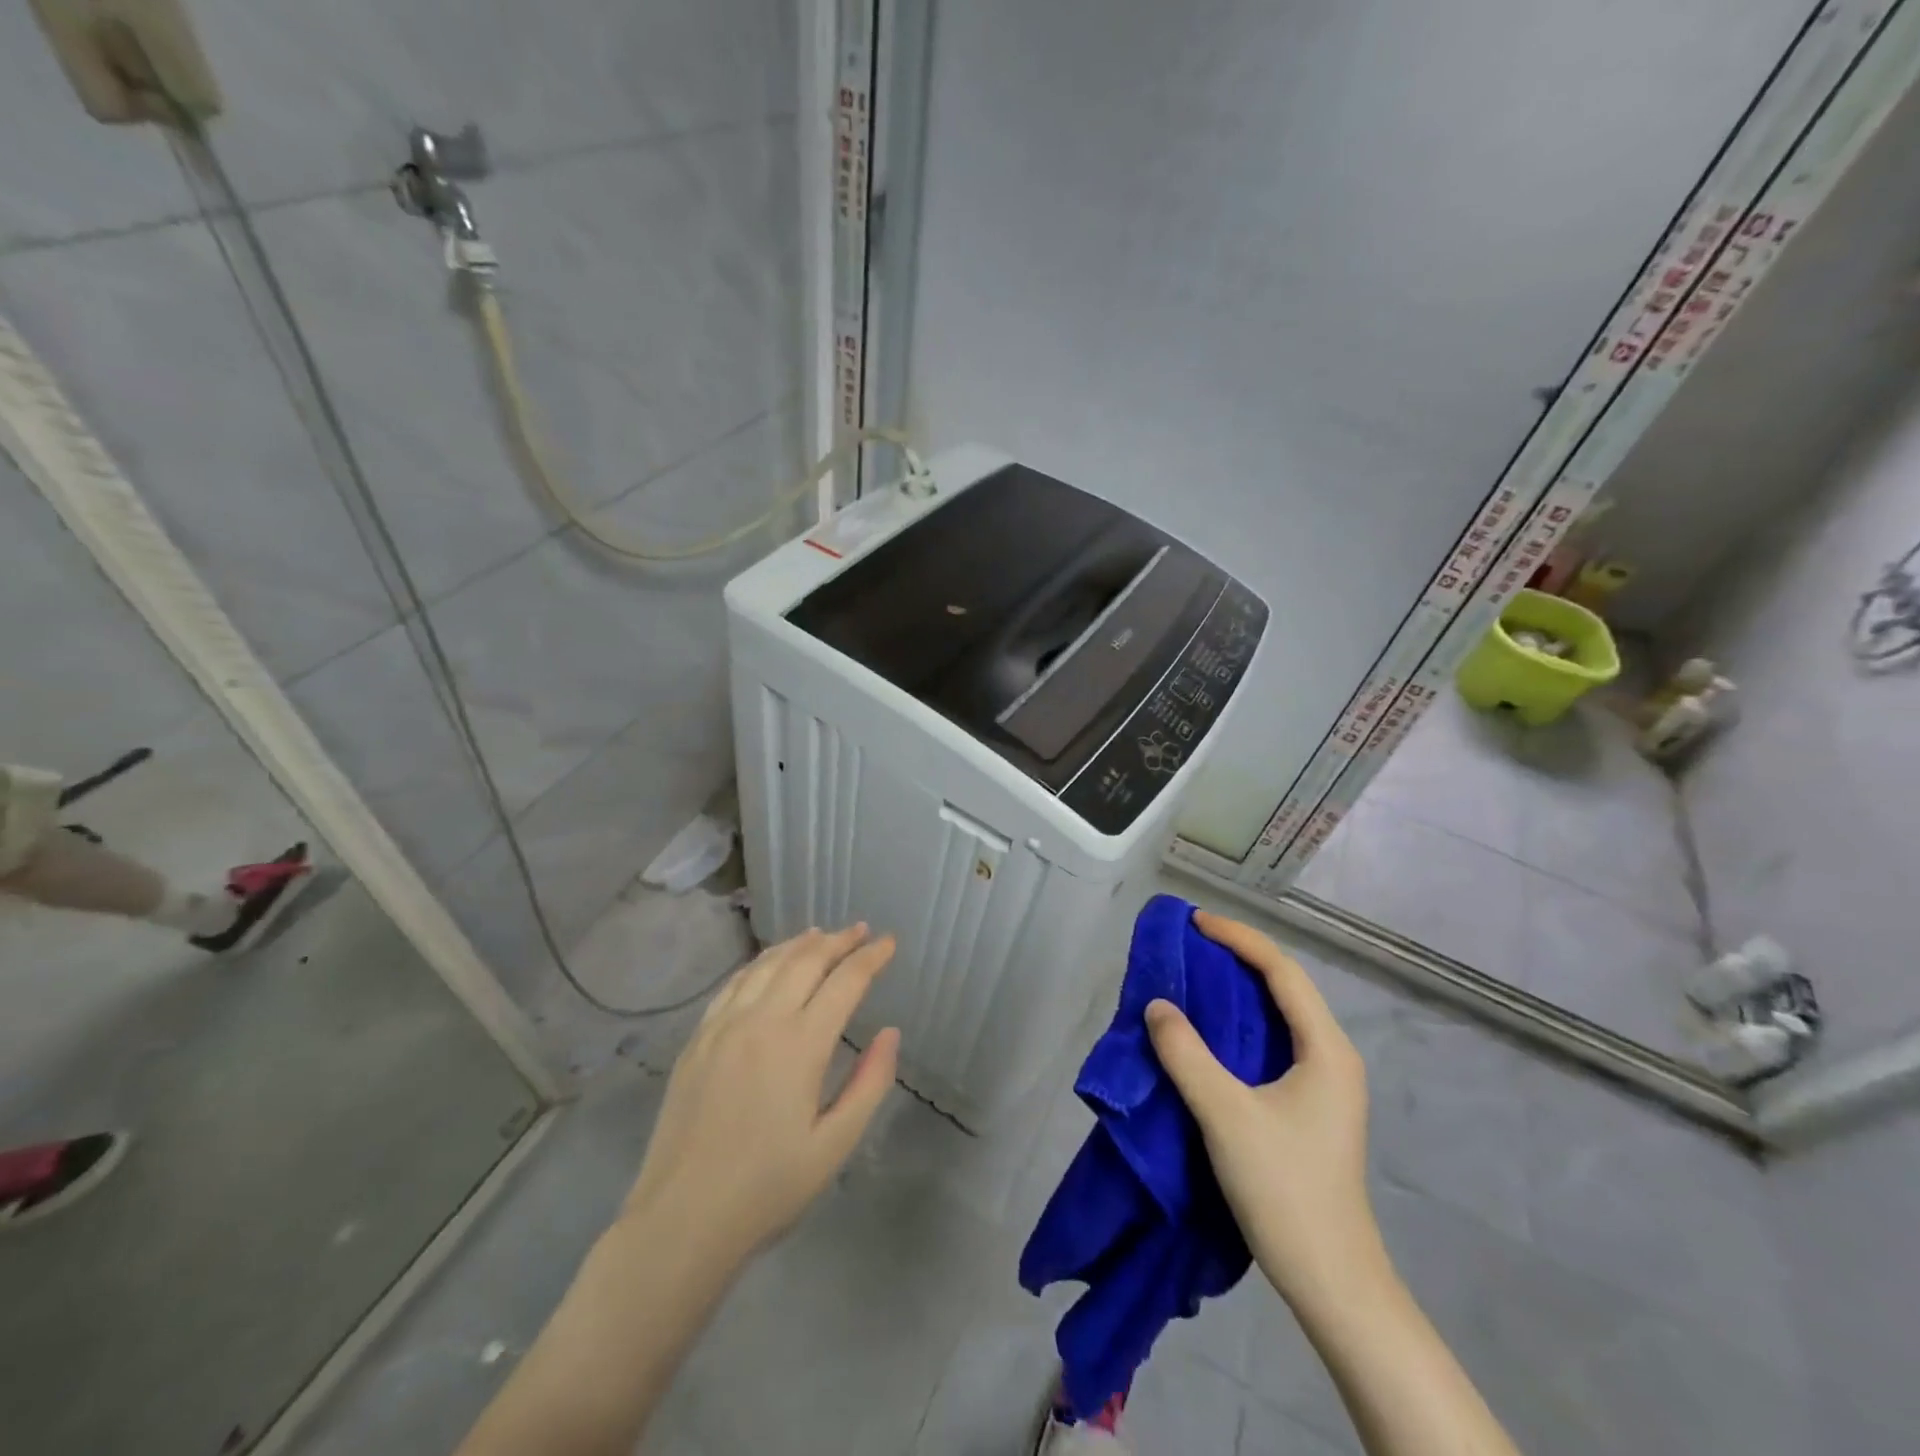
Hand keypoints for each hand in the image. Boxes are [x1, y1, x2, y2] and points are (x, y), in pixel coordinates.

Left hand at [620, 925, 900, 1272]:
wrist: (681, 1220)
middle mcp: (762, 1021)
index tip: (889, 942)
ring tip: (821, 935)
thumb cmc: (767, 1189)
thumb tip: (890, 1032)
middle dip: (839, 941)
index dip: (871, 958)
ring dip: (799, 944)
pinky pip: (734, 983)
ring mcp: (723, 1026)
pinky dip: (760, 962)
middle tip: (862, 931)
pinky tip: (769, 963)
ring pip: (767, 964)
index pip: (845, 982)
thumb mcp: (834, 1146)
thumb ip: (869, 1083)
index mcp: (801, 1045)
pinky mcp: (697, 1039)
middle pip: (806, 961)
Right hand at [1144, 911, 1385, 1312]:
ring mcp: (1324, 1084)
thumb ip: (1187, 1055)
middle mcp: (1331, 1056)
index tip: (1194, 923)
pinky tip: (1209, 1033)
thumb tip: (1156, 1006)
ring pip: (1278, 1016)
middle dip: (1237, 958)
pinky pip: (1272, 1044)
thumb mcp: (1226, 1116)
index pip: (1282, 971)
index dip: (1238, 939)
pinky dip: (1239, 1025)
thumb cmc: (1285, 1190)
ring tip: (1193, 976)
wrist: (1332, 1282)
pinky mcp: (1309, 1107)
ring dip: (1237, 991)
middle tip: (1189, 945)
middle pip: (1284, 987)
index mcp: (1326, 1049)